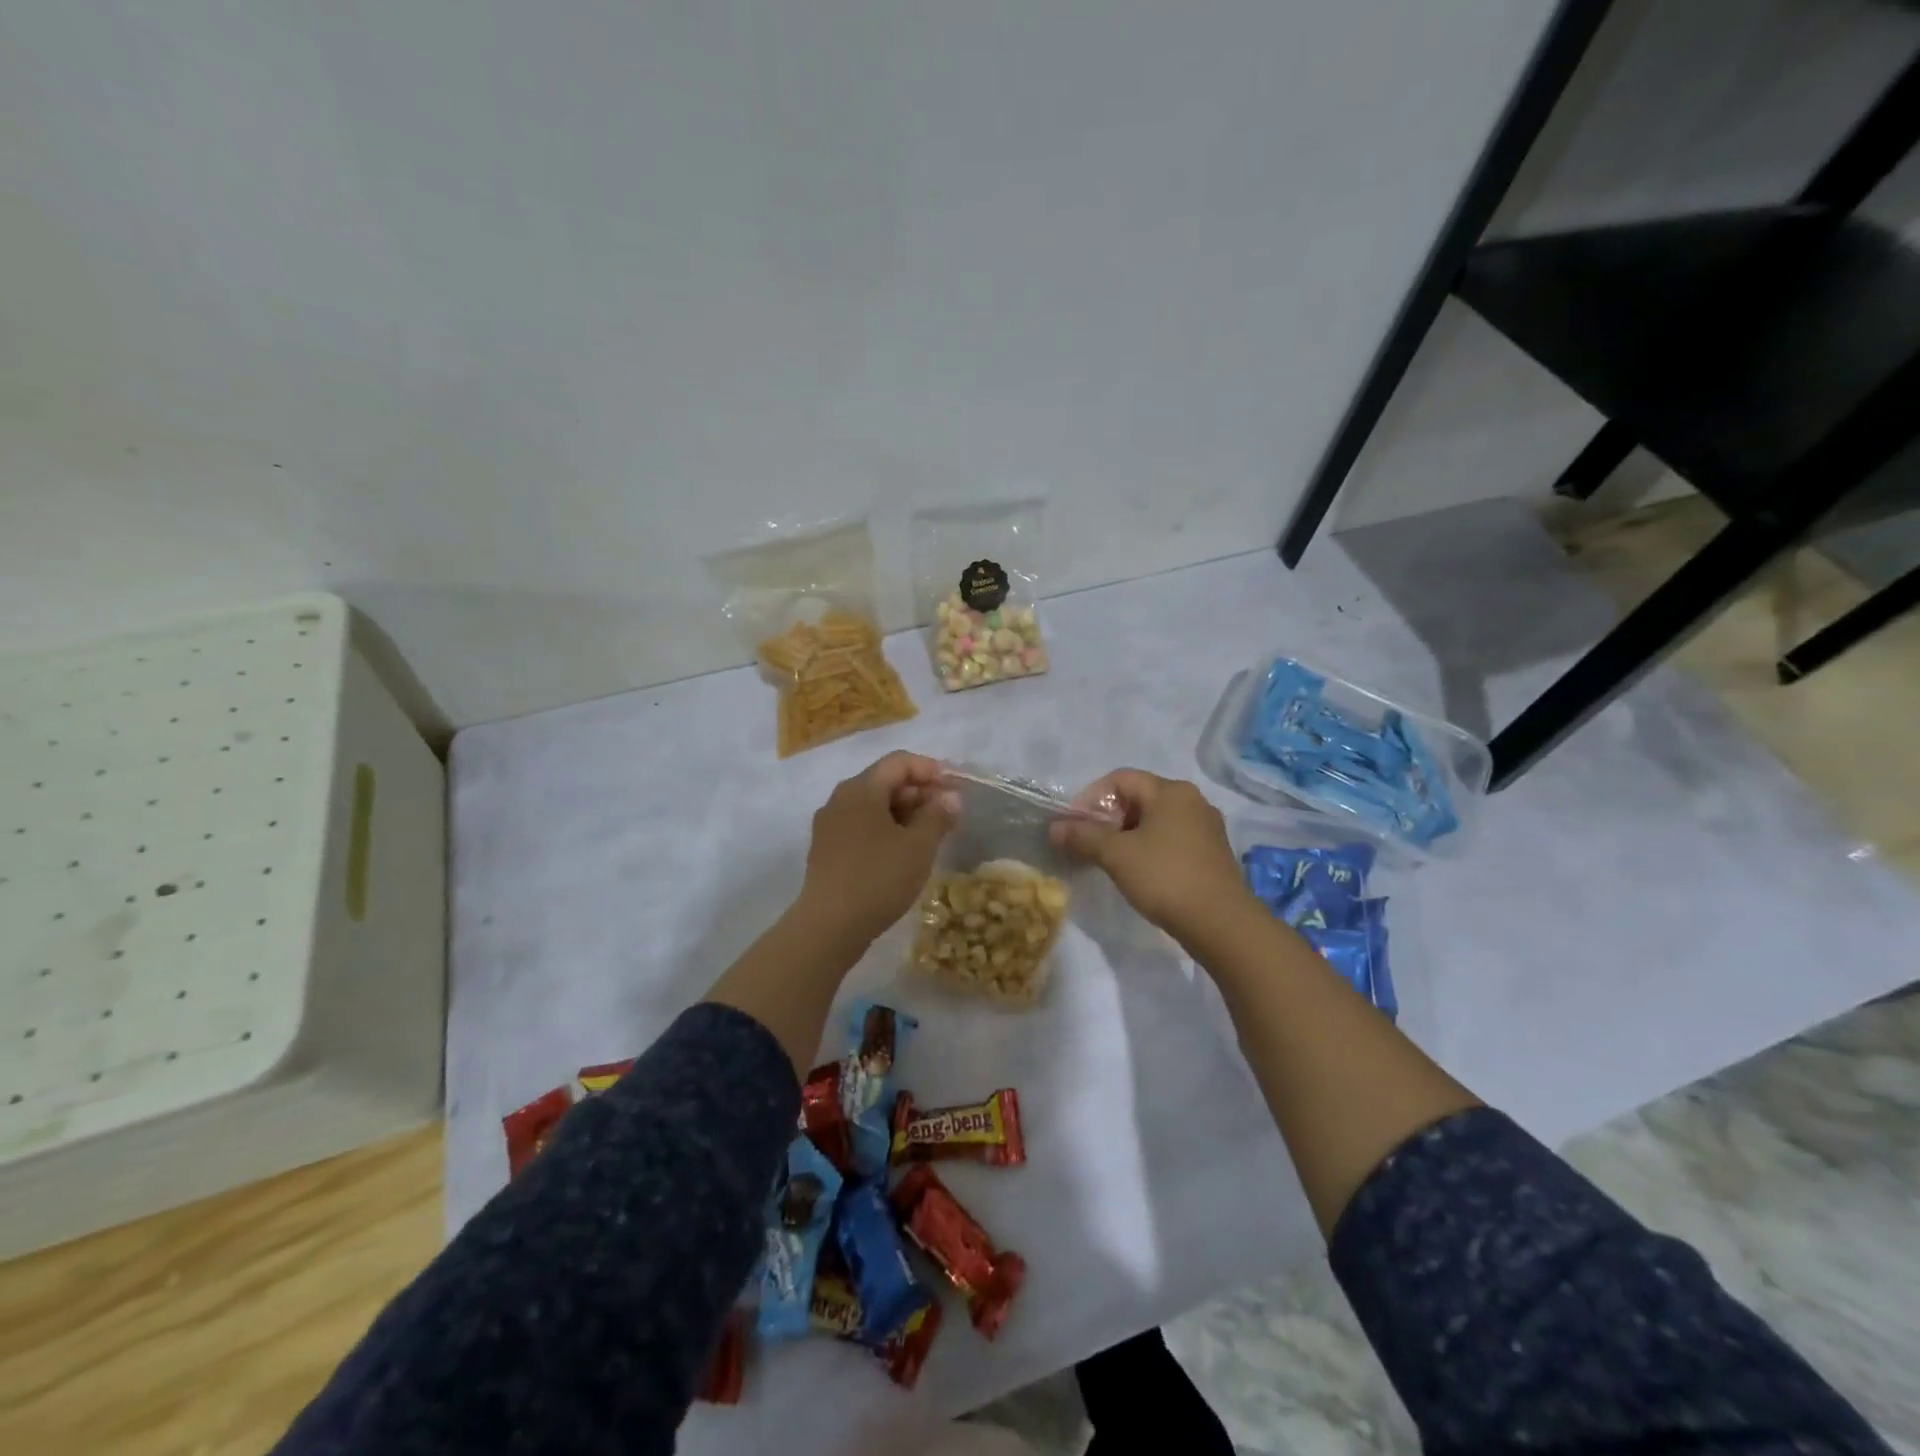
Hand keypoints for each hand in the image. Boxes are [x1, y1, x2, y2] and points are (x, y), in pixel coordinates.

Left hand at [796, 751, 958, 945]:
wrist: (829, 925)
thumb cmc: (879, 877)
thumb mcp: (919, 846)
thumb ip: (938, 816)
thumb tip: (950, 798)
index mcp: (861, 788)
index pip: (899, 762)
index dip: (930, 770)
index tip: (954, 790)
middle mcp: (840, 798)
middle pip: (884, 781)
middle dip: (919, 793)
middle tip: (947, 815)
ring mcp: (829, 825)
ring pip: (872, 806)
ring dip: (904, 814)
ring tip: (929, 836)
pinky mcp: (826, 850)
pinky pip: (861, 827)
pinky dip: (885, 831)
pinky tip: (902, 854)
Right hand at [1052, 769, 1250, 940]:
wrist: (1221, 924)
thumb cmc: (1165, 877)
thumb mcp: (1116, 855)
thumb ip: (1083, 837)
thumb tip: (1054, 828)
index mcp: (1171, 791)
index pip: (1120, 779)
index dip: (1091, 798)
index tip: (1074, 826)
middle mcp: (1192, 801)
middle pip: (1138, 798)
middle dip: (1108, 819)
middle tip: (1088, 845)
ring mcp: (1206, 828)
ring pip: (1155, 821)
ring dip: (1127, 836)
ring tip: (1109, 861)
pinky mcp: (1212, 853)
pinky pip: (1171, 840)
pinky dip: (1149, 848)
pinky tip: (1139, 873)